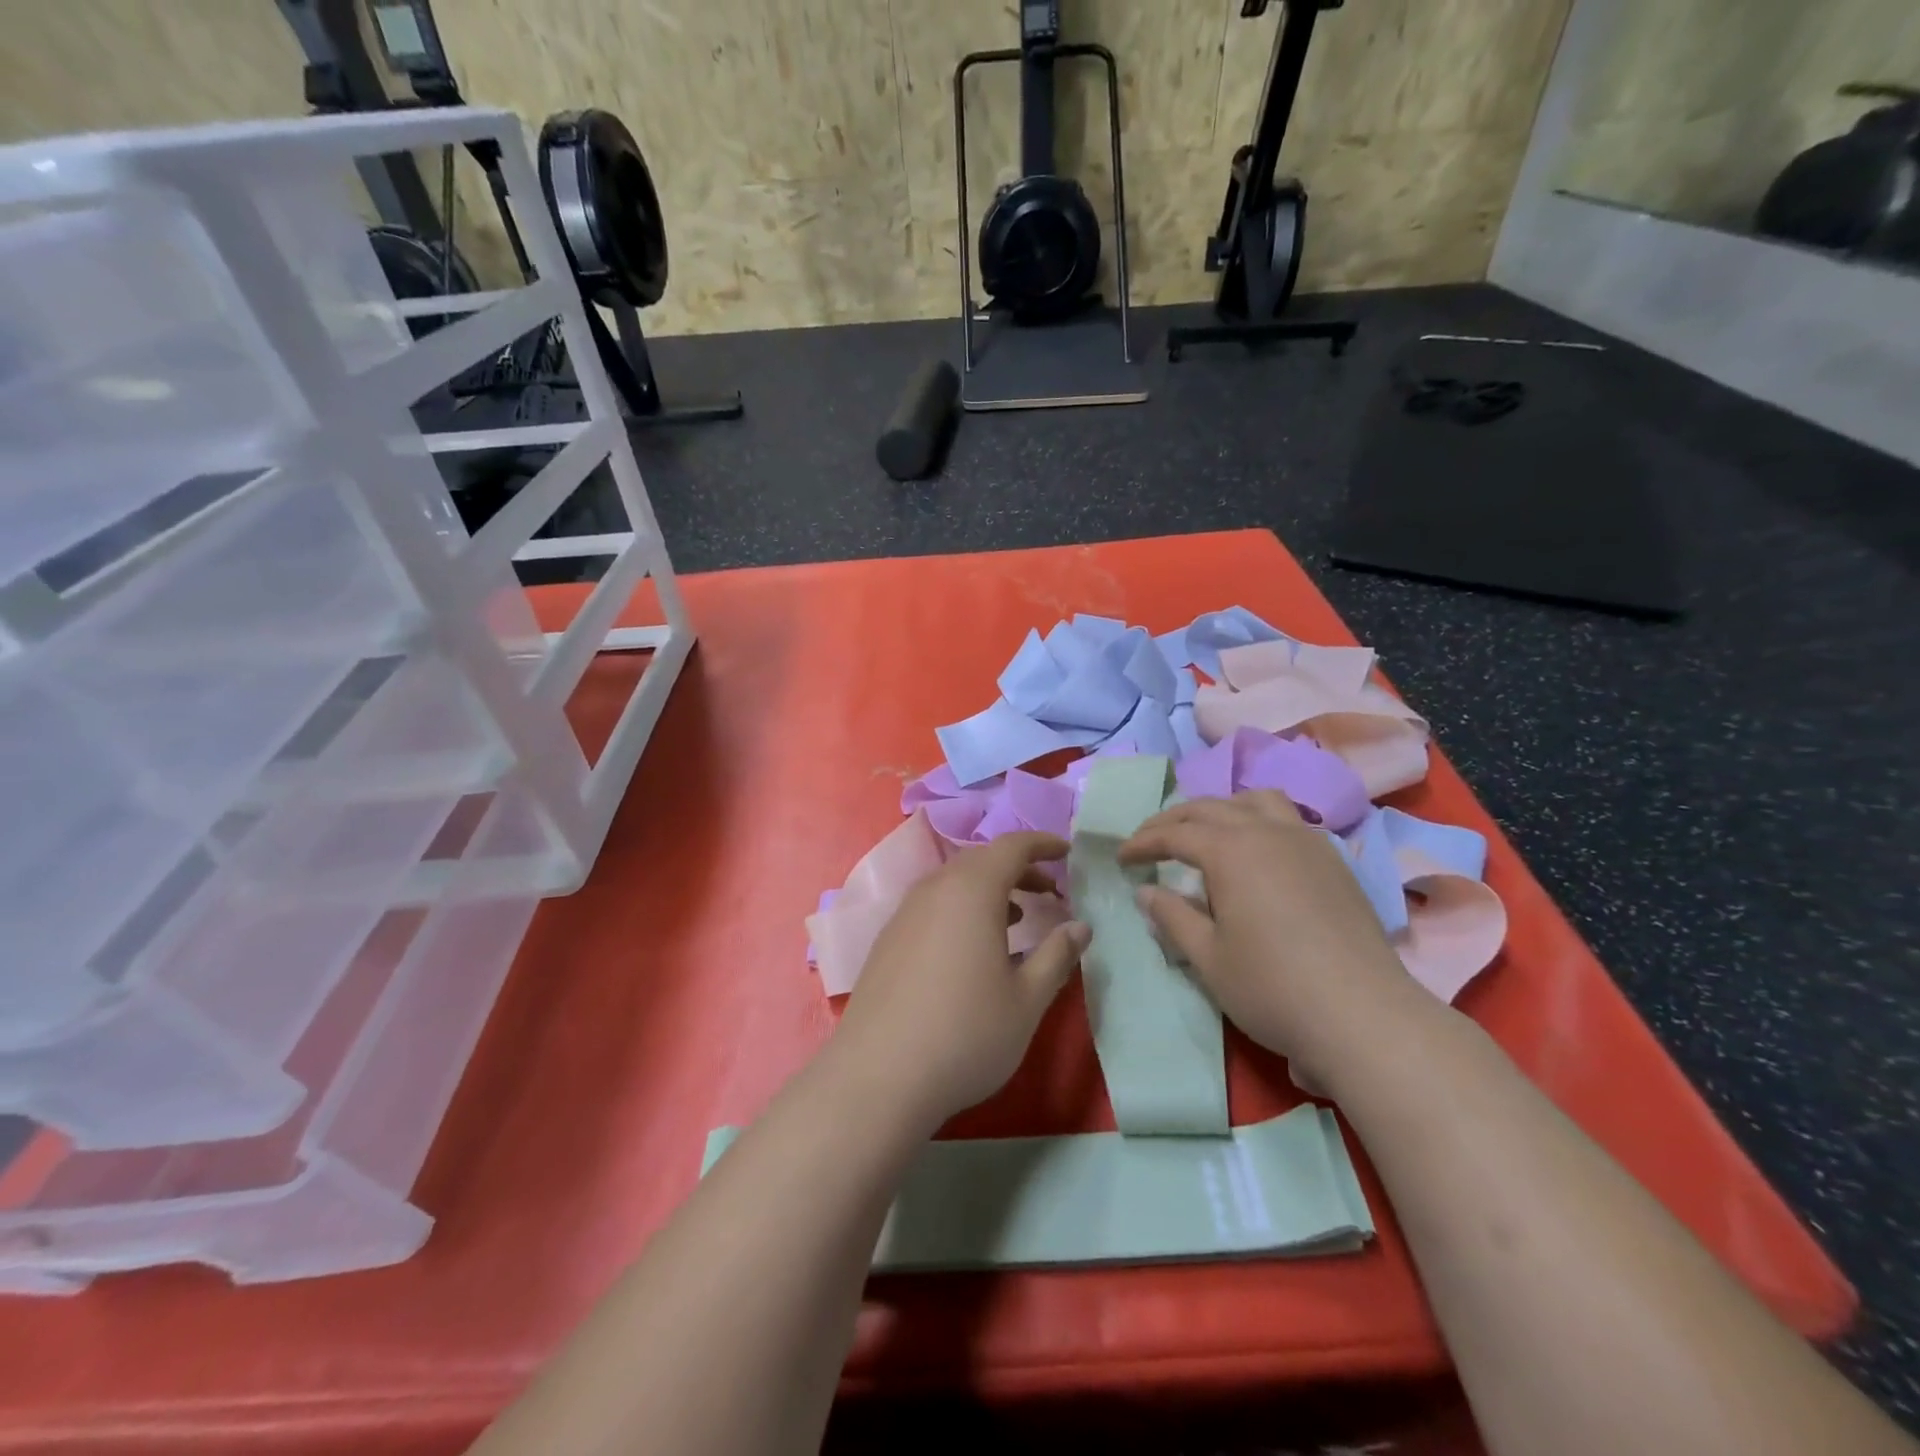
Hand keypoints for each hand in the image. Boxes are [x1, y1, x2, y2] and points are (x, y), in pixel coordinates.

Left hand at [830, 832, 1088, 1130]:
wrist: (878, 1076)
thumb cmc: (966, 1034)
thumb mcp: (1026, 1000)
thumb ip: (1057, 955)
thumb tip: (1080, 926)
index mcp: (971, 891)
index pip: (1011, 846)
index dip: (1042, 843)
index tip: (1067, 853)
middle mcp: (934, 889)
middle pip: (981, 860)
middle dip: (1019, 868)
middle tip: (1051, 892)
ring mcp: (905, 913)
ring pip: (954, 882)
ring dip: (990, 889)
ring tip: (1018, 917)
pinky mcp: (888, 939)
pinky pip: (933, 904)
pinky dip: (962, 907)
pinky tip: (973, 946)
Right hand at [1120, 791, 1436, 1089]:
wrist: (1364, 1016)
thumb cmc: (1272, 988)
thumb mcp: (1207, 957)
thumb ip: (1172, 916)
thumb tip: (1146, 891)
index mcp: (1231, 850)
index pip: (1175, 833)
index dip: (1143, 842)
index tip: (1122, 858)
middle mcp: (1268, 831)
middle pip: (1211, 807)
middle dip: (1174, 820)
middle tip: (1150, 841)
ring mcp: (1307, 841)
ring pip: (1256, 801)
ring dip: (1221, 809)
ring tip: (1205, 833)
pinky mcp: (1334, 861)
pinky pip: (1288, 819)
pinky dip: (1258, 820)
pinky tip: (1257, 852)